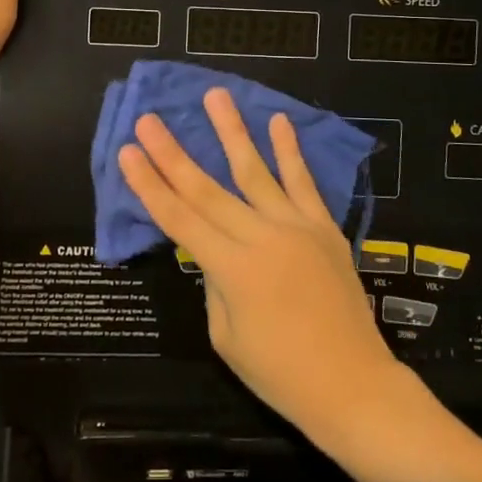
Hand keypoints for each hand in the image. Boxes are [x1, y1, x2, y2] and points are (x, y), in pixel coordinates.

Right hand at [118, 88, 401, 436]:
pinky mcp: (325, 227)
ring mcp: (297, 227)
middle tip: (151, 119)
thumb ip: (215, 284)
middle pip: (208, 189)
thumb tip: (214, 250)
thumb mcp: (226, 336)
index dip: (150, 185)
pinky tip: (278, 121)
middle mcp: (263, 238)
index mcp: (233, 270)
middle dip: (173, 153)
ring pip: (257, 171)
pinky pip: (304, 183)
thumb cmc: (280, 374)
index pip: (180, 219)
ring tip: (216, 95)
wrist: (353, 386)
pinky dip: (290, 151)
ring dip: (232, 131)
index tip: (128, 151)